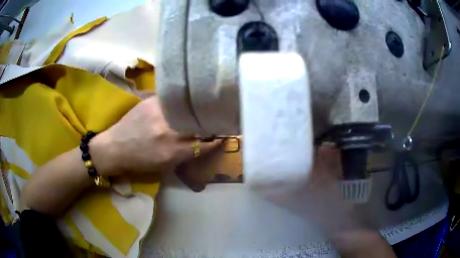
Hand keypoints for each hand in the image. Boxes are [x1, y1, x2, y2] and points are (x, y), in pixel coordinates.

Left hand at [90, 96, 221, 175]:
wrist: (115, 147)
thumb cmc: (140, 161)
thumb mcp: (165, 164)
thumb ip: (185, 153)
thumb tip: (204, 141)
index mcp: (173, 152)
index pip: (205, 144)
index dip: (217, 139)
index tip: (225, 134)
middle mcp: (168, 132)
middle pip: (198, 123)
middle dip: (210, 121)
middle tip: (217, 117)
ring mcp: (159, 113)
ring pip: (188, 108)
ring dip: (197, 108)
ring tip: (204, 106)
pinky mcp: (151, 101)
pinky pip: (172, 99)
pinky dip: (181, 100)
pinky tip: (184, 99)